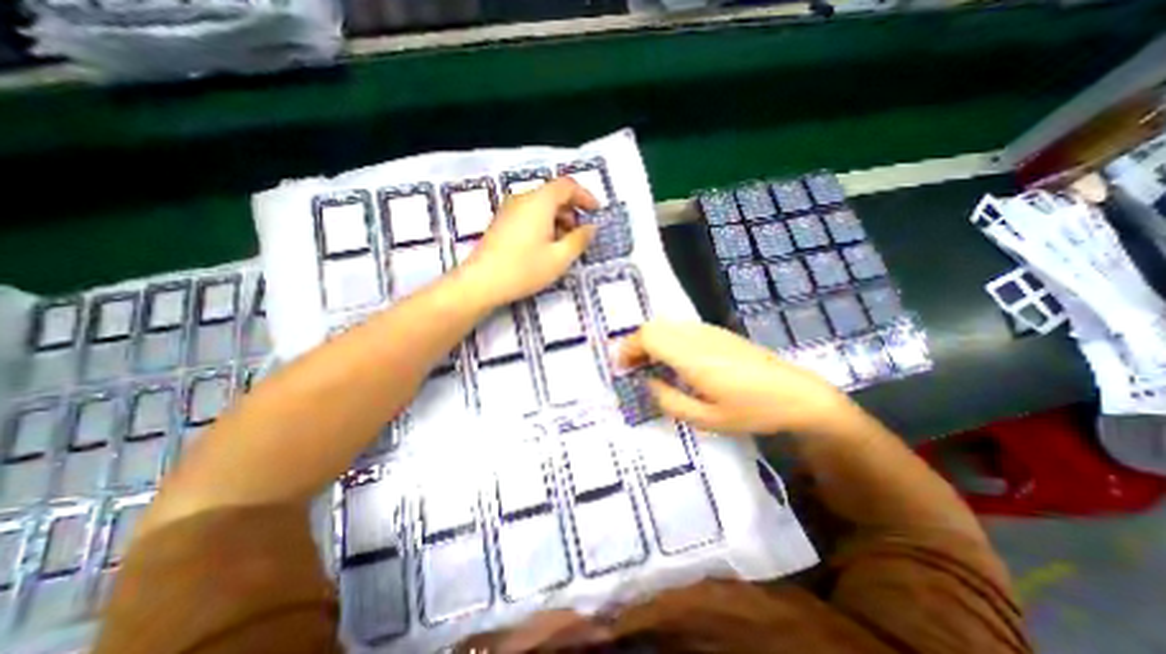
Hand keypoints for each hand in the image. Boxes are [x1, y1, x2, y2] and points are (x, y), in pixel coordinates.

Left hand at [459, 175, 594, 304]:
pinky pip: (528, 214)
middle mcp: (522, 199)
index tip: (596, 212)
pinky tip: (545, 246)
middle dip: (572, 210)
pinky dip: (543, 223)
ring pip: (541, 205)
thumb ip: (579, 239)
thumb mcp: (560, 258)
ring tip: (564, 244)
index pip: (567, 185)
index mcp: (539, 202)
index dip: (585, 196)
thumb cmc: (524, 269)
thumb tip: (591, 227)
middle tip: (580, 234)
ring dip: (558, 219)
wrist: (481, 282)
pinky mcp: (501, 222)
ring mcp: (509, 210)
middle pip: (553, 194)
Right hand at [620, 318, 853, 433]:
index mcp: (692, 356)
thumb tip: (649, 384)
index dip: (629, 348)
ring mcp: (709, 331)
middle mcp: (697, 336)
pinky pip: (681, 328)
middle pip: (653, 326)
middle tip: (632, 368)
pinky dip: (666, 339)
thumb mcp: (707, 418)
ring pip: (666, 325)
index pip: (648, 336)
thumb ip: (670, 401)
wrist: (798, 394)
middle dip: (636, 344)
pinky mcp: (718, 332)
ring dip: (650, 341)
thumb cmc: (753, 410)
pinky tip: (674, 361)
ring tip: (649, 365)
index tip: (621, 367)